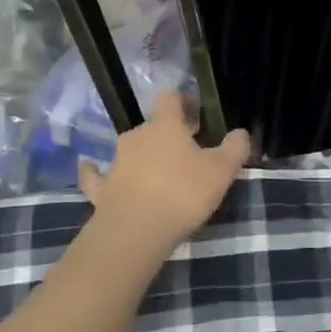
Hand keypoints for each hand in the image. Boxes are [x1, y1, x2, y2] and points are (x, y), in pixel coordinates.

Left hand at [77, 91, 250, 249]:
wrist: (136, 231)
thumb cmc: (183, 193)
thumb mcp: (222, 171)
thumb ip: (234, 148)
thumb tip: (240, 132)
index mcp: (165, 126)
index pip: (170, 99)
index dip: (183, 101)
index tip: (196, 112)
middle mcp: (136, 137)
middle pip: (152, 127)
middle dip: (168, 136)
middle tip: (186, 152)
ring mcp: (115, 163)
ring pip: (130, 151)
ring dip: (142, 156)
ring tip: (158, 173)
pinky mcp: (100, 189)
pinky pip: (97, 176)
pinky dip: (96, 172)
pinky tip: (90, 169)